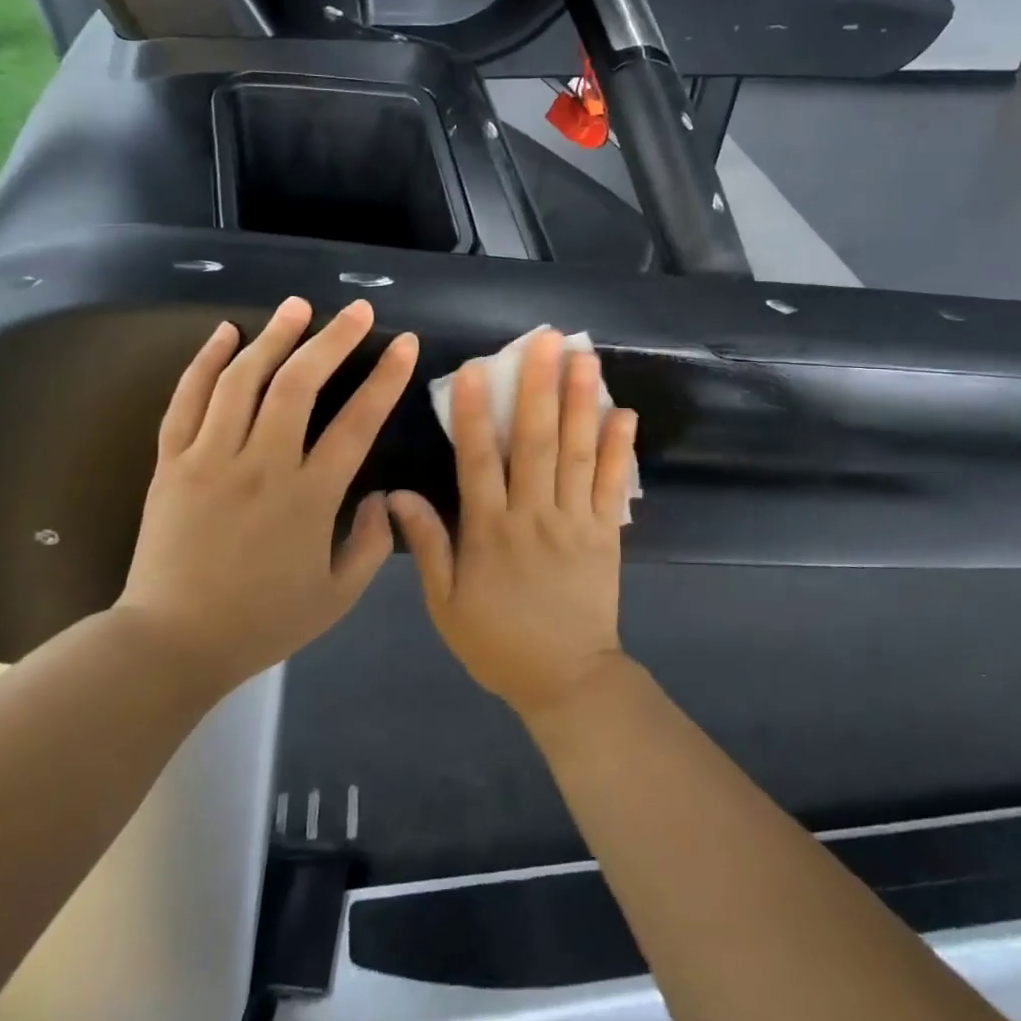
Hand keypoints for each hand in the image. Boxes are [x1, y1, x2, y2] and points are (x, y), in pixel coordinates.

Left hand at [119, 297, 417, 693]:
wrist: (171, 643)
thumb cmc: (261, 621)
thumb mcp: (337, 598)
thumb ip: (372, 545)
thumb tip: (380, 498)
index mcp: (308, 497)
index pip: (357, 423)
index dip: (386, 378)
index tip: (405, 343)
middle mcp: (261, 465)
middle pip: (299, 384)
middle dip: (333, 339)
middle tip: (357, 310)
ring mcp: (210, 458)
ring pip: (243, 379)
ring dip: (274, 336)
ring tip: (298, 306)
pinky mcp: (171, 462)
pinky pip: (187, 399)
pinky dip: (206, 360)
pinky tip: (225, 332)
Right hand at [389, 329, 637, 718]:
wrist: (566, 679)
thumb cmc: (497, 642)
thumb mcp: (446, 605)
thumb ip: (428, 546)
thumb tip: (397, 495)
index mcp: (489, 532)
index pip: (477, 461)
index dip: (473, 413)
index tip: (474, 369)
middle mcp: (533, 516)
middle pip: (534, 442)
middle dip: (538, 387)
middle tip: (546, 340)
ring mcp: (575, 521)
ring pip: (577, 452)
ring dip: (580, 402)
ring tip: (584, 358)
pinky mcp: (606, 532)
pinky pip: (613, 484)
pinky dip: (620, 448)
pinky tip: (624, 413)